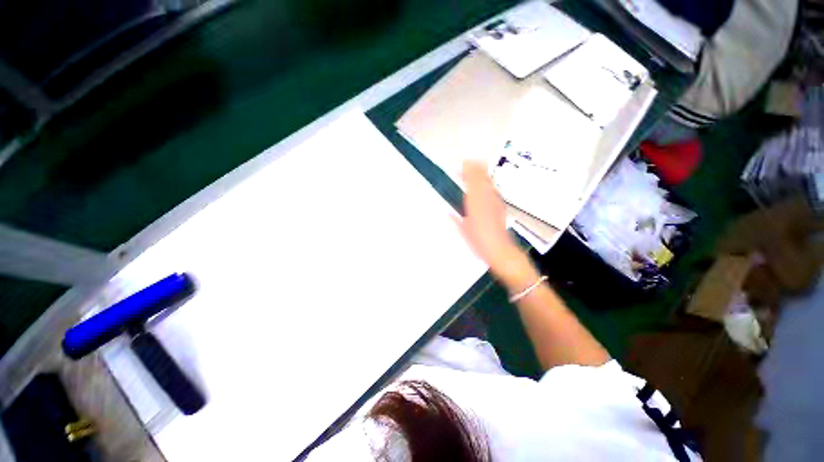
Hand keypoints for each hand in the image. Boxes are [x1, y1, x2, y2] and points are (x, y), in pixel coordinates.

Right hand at [456, 161, 523, 275]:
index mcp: (474, 203)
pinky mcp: (500, 206)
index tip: (462, 163)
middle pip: (481, 178)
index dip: (467, 171)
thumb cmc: (479, 242)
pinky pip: (494, 190)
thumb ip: (454, 220)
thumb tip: (445, 213)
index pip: (471, 181)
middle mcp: (485, 199)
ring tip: (477, 167)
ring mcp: (495, 202)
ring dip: (482, 174)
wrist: (500, 250)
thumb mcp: (463, 232)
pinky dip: (488, 184)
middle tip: (468, 161)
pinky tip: (486, 185)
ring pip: (489, 182)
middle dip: (475, 168)